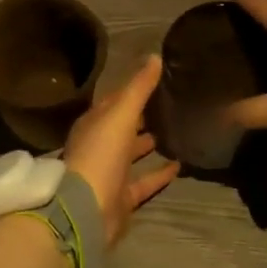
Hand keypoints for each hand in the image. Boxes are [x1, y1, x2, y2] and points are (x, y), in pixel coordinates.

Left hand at [64, 54, 179, 246]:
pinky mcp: (122, 197)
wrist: (86, 210)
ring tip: (176, 130)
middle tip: (170, 103)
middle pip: (123, 126)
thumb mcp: (120, 113)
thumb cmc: (100, 154)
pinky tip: (180, 165)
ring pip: (132, 153)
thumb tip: (155, 56)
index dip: (133, 89)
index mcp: (94, 123)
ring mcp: (110, 173)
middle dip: (142, 115)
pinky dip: (159, 174)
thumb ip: (138, 87)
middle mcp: (100, 146)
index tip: (157, 77)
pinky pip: (144, 181)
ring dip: (149, 143)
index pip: (115, 100)